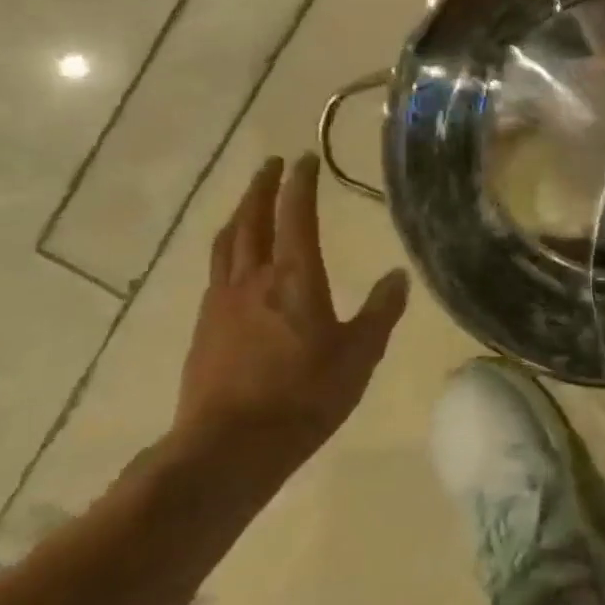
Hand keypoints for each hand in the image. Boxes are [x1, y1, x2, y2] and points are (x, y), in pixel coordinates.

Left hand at [174, 154, 408, 478]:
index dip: (300, 183)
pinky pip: (216, 269)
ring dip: (240, 212)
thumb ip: (380, 311)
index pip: (295, 215)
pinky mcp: (205, 326)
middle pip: (253, 219)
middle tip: (272, 164)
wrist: (230, 446)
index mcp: (294, 277)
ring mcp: (223, 301)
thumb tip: (398, 276)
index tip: (305, 158)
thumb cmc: (305, 396)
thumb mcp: (359, 355)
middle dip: (263, 187)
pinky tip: (232, 259)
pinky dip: (227, 247)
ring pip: (228, 241)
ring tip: (249, 200)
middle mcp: (254, 278)